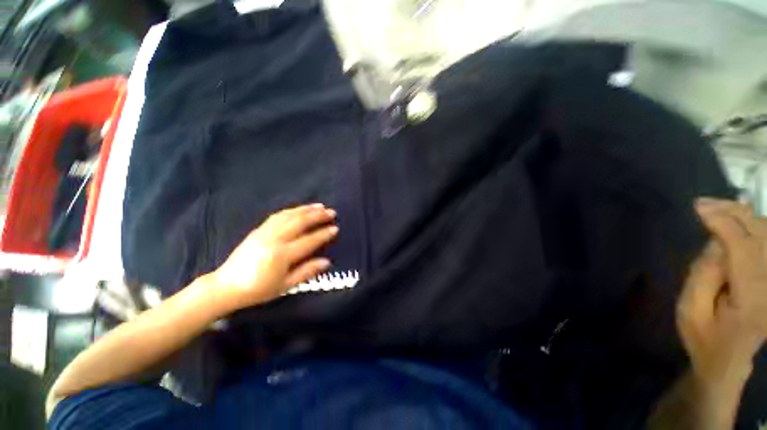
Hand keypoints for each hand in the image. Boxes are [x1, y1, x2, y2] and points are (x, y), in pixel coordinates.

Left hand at [212, 203, 337, 308]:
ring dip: (306, 209)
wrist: (226, 286)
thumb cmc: (258, 289)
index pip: (308, 240)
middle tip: (331, 212)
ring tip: (320, 206)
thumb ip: (307, 272)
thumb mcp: (285, 286)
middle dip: (318, 216)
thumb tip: (327, 262)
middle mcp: (274, 239)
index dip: (323, 234)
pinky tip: (299, 209)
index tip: (335, 228)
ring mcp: (265, 232)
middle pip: (300, 222)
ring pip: (289, 216)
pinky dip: (291, 210)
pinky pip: (278, 215)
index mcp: (282, 255)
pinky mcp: (258, 229)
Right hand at [677, 198, 766, 387]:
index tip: (698, 208)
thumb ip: (702, 276)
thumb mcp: (691, 312)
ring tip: (719, 210)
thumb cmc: (705, 340)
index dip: (723, 223)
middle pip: (763, 235)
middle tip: (706, 204)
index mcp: (753, 299)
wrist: (730, 362)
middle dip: (735, 213)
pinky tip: (741, 223)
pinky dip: (757, 228)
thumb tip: (715, 243)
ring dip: (745, 217)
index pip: (745, 248)